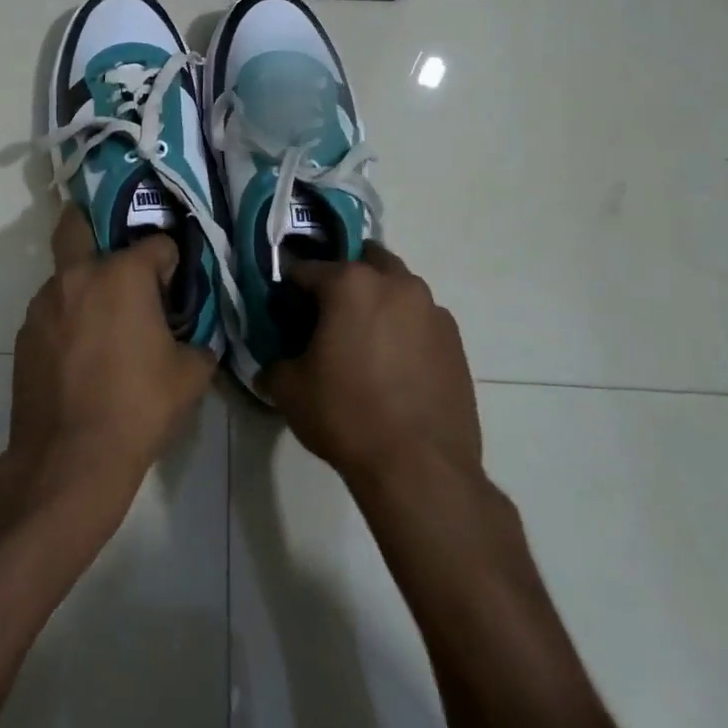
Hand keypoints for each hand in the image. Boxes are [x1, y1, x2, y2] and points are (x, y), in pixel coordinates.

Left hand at [3, 206, 217, 517]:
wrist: (71, 457)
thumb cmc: (139, 407)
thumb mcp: (190, 375)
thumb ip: (197, 343)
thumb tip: (193, 339)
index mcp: (123, 275)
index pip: (157, 244)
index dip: (172, 263)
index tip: (176, 288)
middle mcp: (78, 276)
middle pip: (77, 224)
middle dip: (94, 221)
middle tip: (115, 249)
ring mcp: (44, 304)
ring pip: (64, 274)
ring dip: (84, 283)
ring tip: (104, 321)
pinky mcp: (24, 334)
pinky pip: (51, 310)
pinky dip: (67, 317)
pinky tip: (81, 353)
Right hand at [259, 243, 484, 490]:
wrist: (420, 466)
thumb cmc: (346, 415)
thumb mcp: (290, 390)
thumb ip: (275, 364)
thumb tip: (272, 366)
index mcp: (350, 284)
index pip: (306, 269)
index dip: (289, 288)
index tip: (283, 309)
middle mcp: (396, 284)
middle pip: (364, 261)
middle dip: (344, 278)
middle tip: (328, 314)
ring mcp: (432, 310)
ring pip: (398, 287)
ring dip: (378, 300)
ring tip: (364, 341)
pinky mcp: (455, 341)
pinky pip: (421, 319)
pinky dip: (404, 328)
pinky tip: (394, 365)